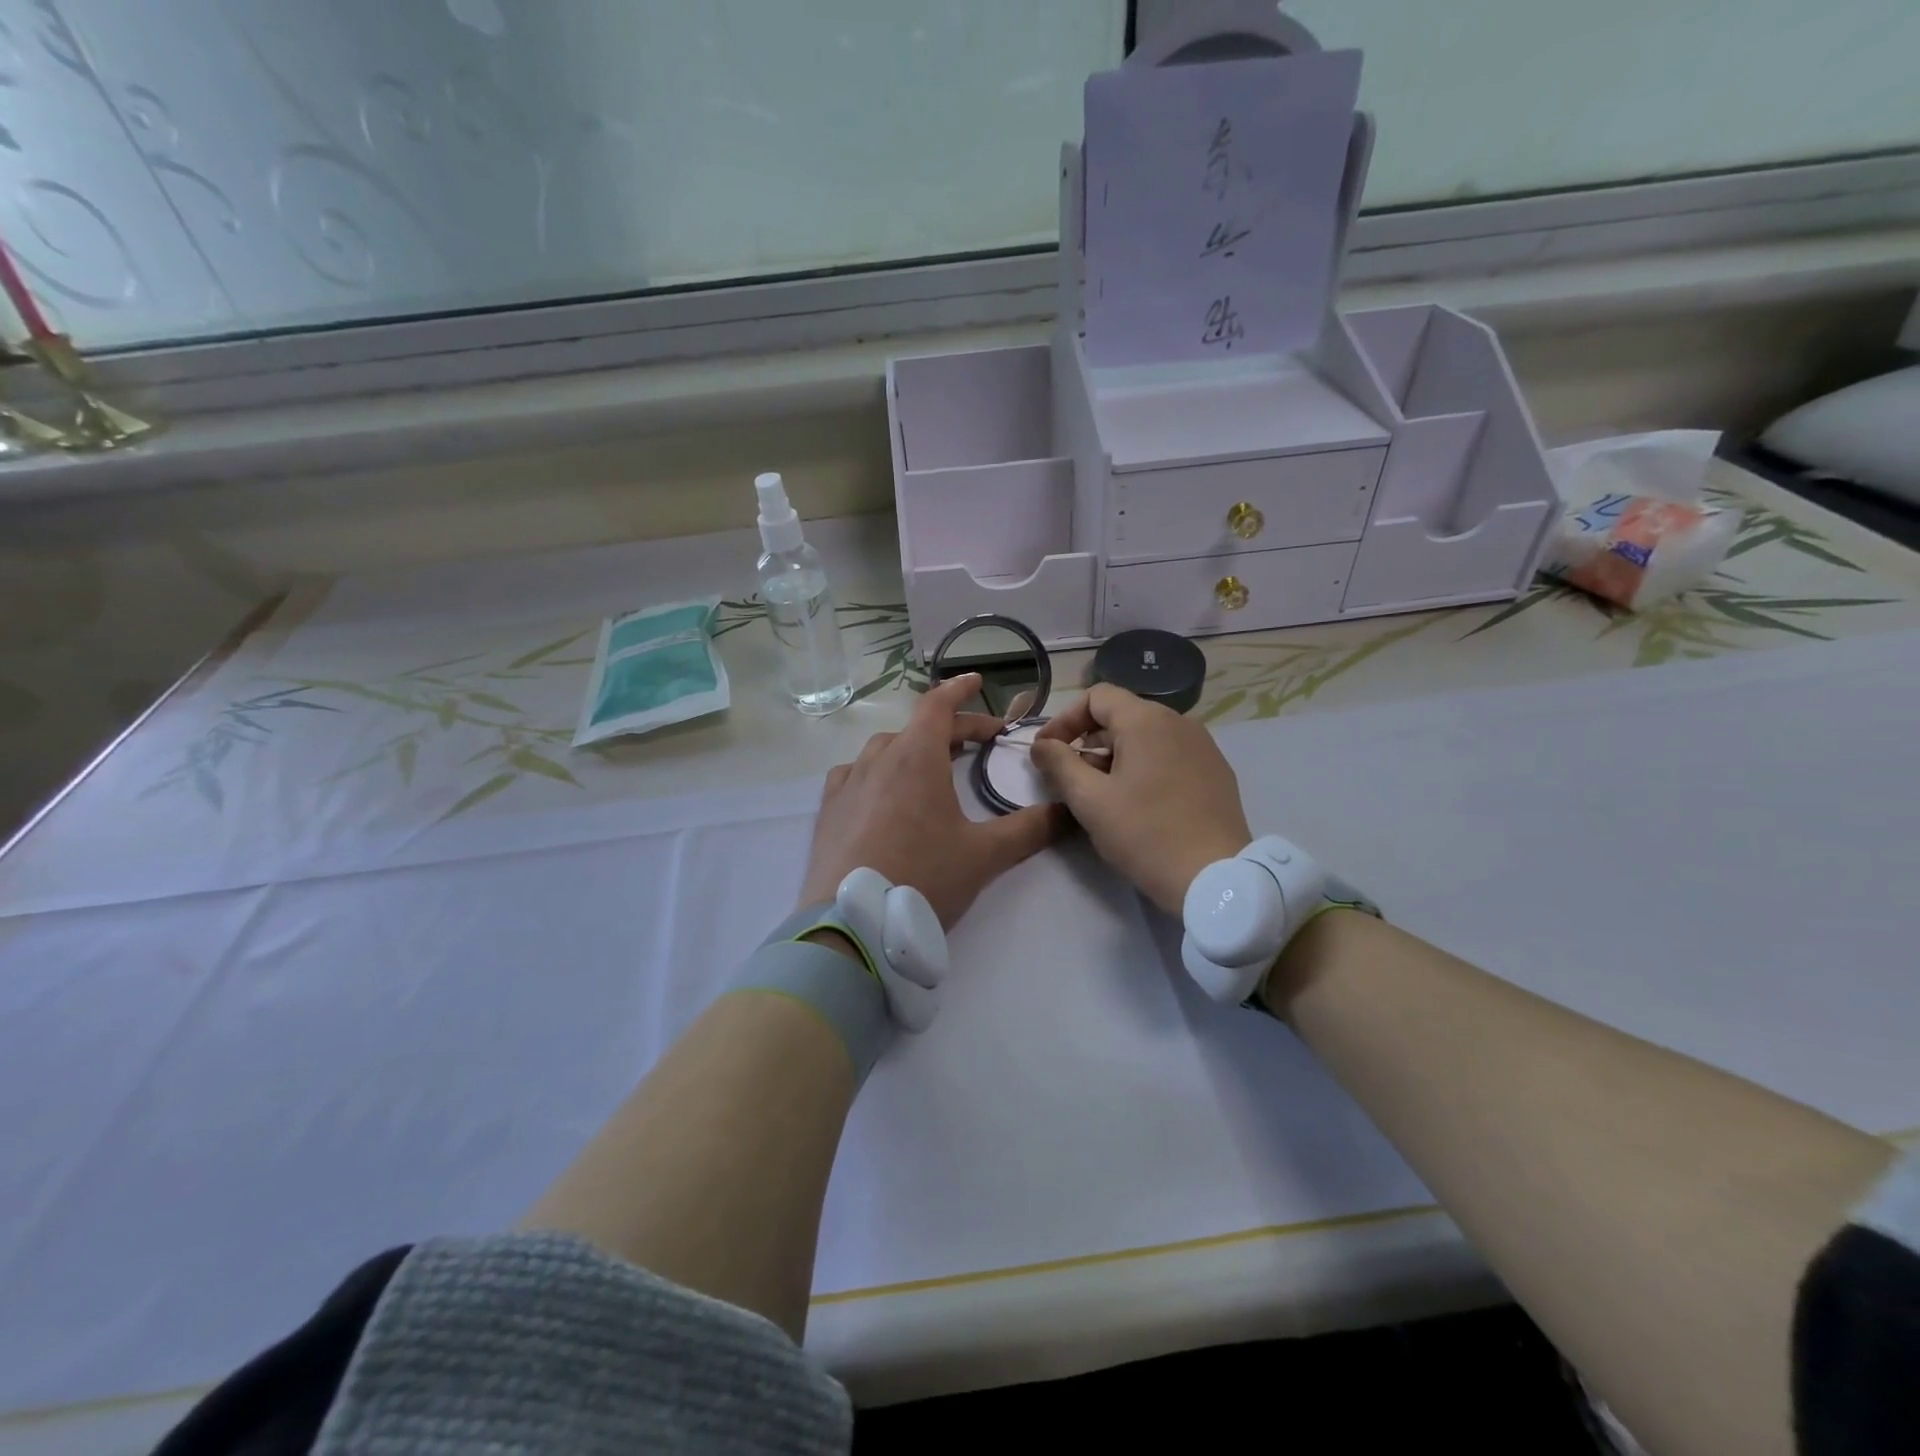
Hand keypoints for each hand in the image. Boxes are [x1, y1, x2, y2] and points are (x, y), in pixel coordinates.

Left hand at [798, 673, 1060, 928]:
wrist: (853, 924)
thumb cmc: (923, 878)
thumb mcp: (984, 855)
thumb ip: (1030, 829)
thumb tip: (1068, 811)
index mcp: (916, 758)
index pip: (938, 705)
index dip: (960, 689)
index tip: (978, 680)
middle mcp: (878, 760)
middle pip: (916, 728)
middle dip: (951, 729)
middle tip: (979, 744)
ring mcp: (847, 784)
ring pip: (883, 750)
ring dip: (912, 748)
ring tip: (931, 766)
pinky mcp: (828, 811)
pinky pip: (854, 774)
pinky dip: (876, 771)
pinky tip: (881, 791)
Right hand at [1030, 685, 1250, 915]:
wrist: (1216, 878)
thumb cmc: (1145, 834)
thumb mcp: (1090, 801)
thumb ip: (1059, 764)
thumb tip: (1041, 745)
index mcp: (1146, 720)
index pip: (1096, 696)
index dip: (1065, 720)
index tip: (1048, 752)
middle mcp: (1179, 721)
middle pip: (1121, 715)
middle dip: (1088, 742)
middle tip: (1070, 780)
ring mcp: (1203, 746)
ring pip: (1146, 737)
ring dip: (1115, 756)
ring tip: (1102, 795)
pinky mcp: (1216, 771)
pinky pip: (1170, 754)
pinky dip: (1144, 767)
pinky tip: (1138, 803)